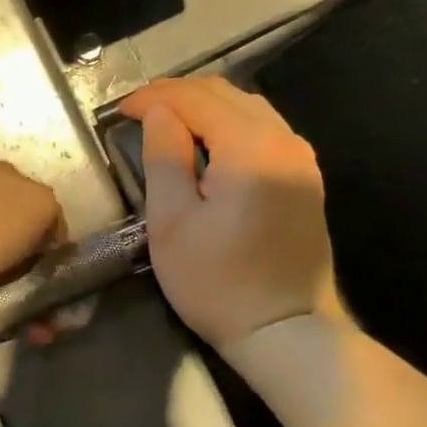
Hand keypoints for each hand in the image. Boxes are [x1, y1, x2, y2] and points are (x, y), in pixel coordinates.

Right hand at [119, 77, 339, 346]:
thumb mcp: (172, 221)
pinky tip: (207, 142)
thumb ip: (164, 158)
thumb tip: (157, 113)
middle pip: (227, 95)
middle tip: (139, 111)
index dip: (154, 97)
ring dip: (205, 107)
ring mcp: (301, 160)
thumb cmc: (217, 282)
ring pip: (249, 109)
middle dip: (178, 95)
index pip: (196, 99)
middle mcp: (284, 141)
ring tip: (168, 121)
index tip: (120, 111)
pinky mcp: (306, 179)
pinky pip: (265, 131)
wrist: (285, 331)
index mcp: (250, 147)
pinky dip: (230, 125)